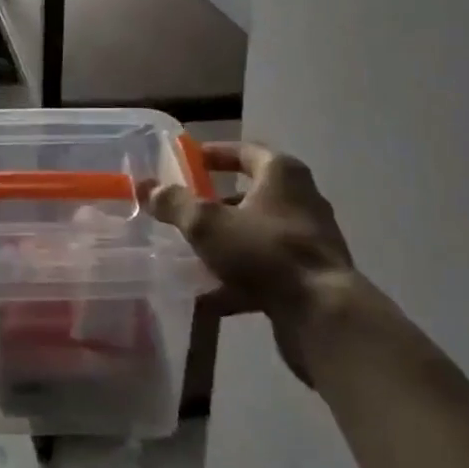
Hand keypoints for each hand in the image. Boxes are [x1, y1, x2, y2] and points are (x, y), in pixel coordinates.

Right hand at [147, 142, 355, 383]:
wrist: (323, 315)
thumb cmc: (265, 252)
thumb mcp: (207, 224)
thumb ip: (175, 203)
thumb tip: (145, 186)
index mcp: (282, 174)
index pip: (245, 152)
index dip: (216, 154)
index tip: (190, 162)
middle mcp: (301, 201)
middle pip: (251, 195)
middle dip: (216, 205)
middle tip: (185, 212)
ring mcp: (308, 242)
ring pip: (256, 236)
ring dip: (225, 244)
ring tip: (190, 255)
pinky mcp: (309, 279)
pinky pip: (265, 271)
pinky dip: (237, 280)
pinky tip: (207, 297)